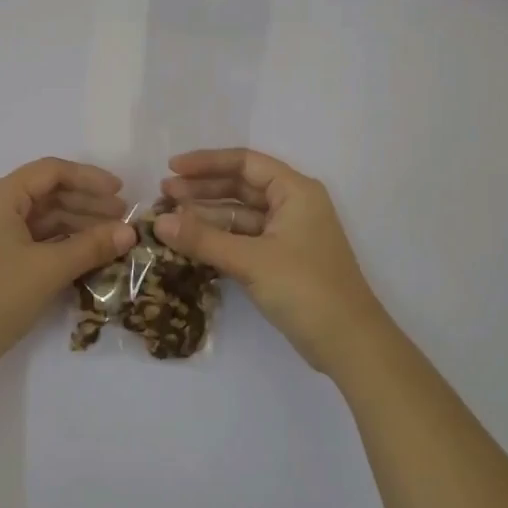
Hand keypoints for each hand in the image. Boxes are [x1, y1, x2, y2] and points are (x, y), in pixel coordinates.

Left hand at [0, 158, 136, 382]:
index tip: (121, 192)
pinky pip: (26, 238)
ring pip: (37, 218)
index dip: (90, 178)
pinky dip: (55, 242)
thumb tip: (130, 232)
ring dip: (74, 225)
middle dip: (85, 204)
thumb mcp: (49, 269)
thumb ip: (92, 246)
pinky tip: (82, 253)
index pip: (50, 172)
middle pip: (44, 193)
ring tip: (110, 239)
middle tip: (122, 219)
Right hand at [155, 148, 387, 375]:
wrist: (349, 344)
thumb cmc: (305, 289)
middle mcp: (292, 205)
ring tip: (168, 219)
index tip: (171, 168)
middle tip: (162, 195)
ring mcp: (287, 234)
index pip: (245, 163)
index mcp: (295, 191)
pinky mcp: (281, 260)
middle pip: (240, 186)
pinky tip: (190, 243)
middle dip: (202, 189)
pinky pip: (243, 239)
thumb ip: (203, 239)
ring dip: (206, 216)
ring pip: (239, 215)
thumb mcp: (250, 261)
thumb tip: (158, 222)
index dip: (206, 163)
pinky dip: (218, 239)